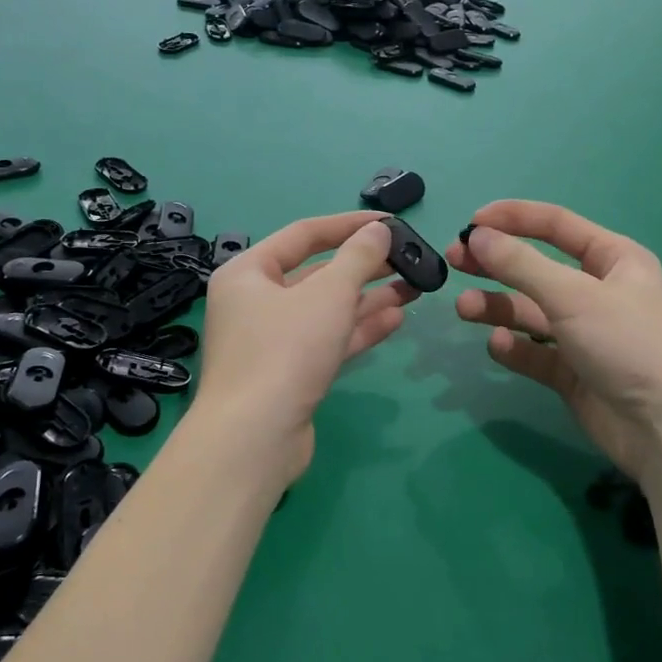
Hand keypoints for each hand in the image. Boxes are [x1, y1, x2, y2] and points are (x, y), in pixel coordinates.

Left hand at [193, 212, 414, 480]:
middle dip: (364, 266)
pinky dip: (358, 329)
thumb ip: (358, 257)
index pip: (304, 234)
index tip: (390, 222)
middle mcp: (254, 302)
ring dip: (368, 298)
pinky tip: (396, 319)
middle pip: (316, 273)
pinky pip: (327, 341)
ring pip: (326, 310)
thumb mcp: (328, 295)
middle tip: (408, 259)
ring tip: (413, 287)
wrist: (254, 439)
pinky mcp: (289, 374)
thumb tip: (378, 230)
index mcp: (248, 273)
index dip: (349, 225)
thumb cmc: (286, 351)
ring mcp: (271, 342)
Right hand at [447, 200, 661, 482]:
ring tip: (464, 309)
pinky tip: (498, 346)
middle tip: (454, 262)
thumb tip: (478, 236)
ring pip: (531, 313)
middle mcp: (599, 293)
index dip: (514, 219)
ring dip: (497, 307)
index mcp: (613, 260)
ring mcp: (585, 335)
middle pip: (537, 269)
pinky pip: (535, 353)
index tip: (471, 223)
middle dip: (496, 264)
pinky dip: (514, 348)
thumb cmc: (630, 344)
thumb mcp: (574, 296)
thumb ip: (521, 265)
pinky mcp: (574, 374)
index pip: (557, 226)